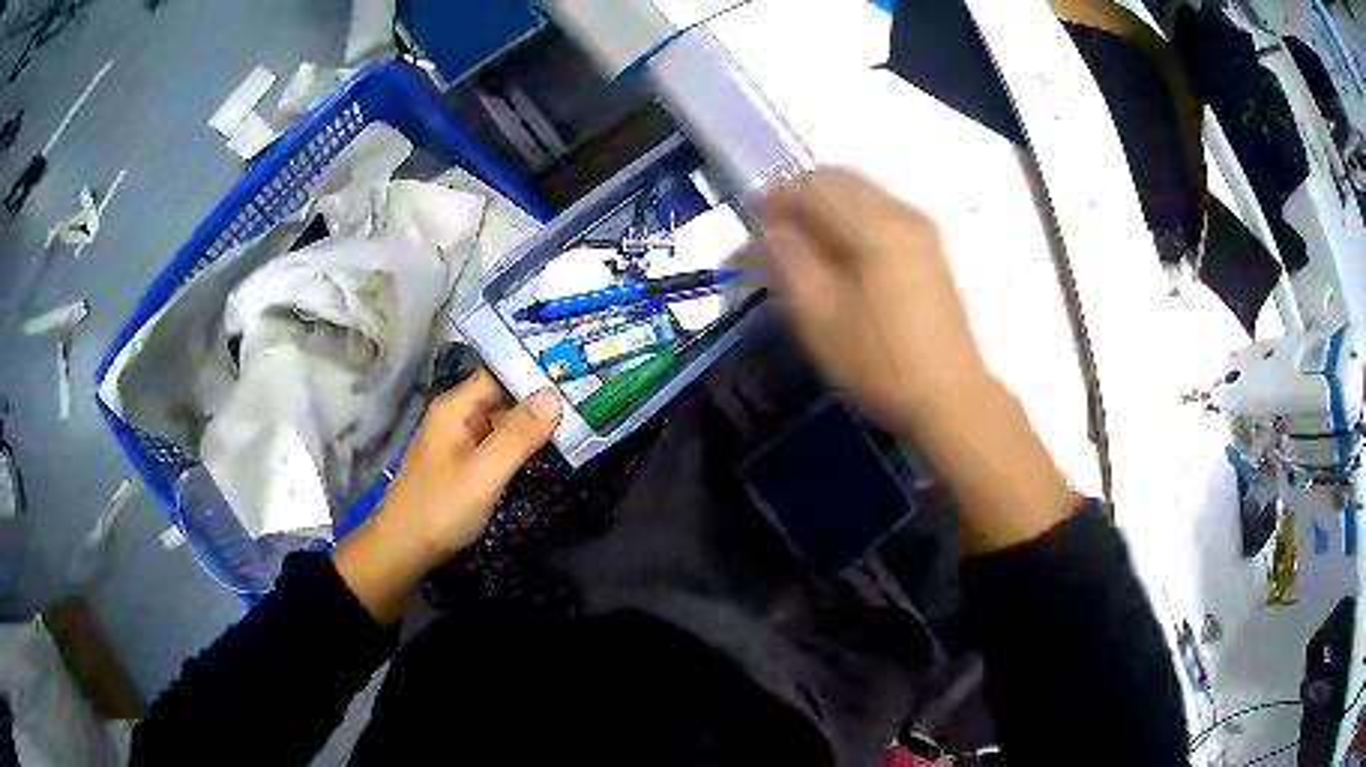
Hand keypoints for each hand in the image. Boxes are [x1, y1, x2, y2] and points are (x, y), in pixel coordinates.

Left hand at [333, 370, 561, 621]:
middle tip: (586, 391)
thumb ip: (518, 435)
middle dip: (538, 394)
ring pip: (500, 420)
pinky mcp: (463, 465)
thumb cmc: (441, 508)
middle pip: (501, 394)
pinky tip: (548, 445)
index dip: (532, 367)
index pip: (498, 371)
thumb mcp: (484, 473)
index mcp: (455, 408)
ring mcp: (458, 442)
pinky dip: (520, 442)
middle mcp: (456, 417)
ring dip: (532, 420)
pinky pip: (495, 443)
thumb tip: (554, 394)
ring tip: (578, 413)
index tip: (574, 366)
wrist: (403, 550)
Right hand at [761, 169, 1075, 555]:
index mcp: (873, 226)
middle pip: (839, 178)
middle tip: (775, 232)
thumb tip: (771, 227)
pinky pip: (880, 209)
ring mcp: (920, 228)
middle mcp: (901, 212)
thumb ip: (788, 261)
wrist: (950, 395)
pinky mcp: (929, 247)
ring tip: (804, 245)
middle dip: (800, 196)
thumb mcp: (819, 319)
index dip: (776, 197)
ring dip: (825, 205)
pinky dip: (851, 216)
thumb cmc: (880, 363)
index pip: (813, 185)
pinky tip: (841, 254)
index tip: (753, 221)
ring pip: (861, 191)